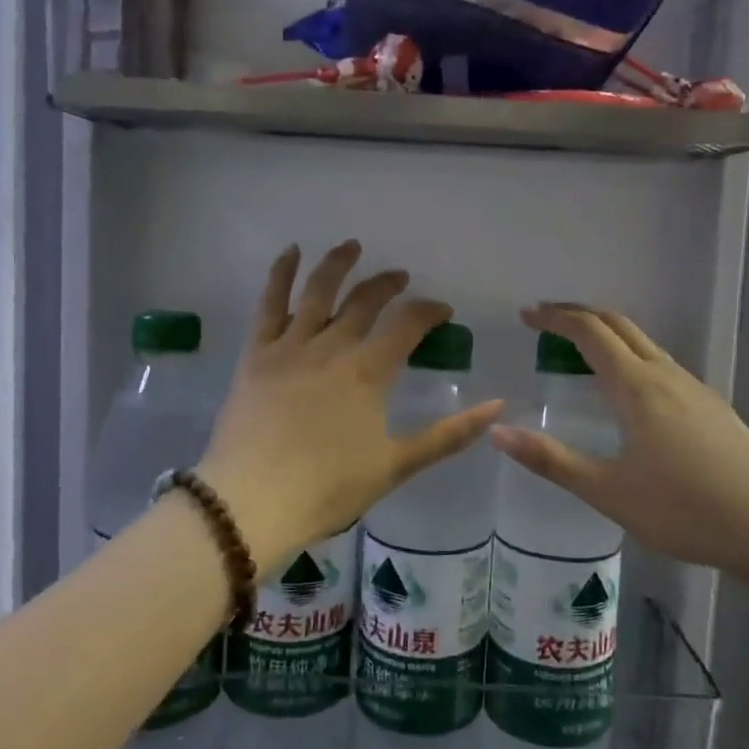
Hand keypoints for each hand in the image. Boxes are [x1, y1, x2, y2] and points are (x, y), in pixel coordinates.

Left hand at [199, 242, 502, 567]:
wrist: (251, 502)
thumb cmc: (328, 488)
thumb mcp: (396, 465)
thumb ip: (448, 435)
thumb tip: (497, 406)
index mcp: (368, 372)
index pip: (408, 324)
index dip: (429, 310)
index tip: (442, 310)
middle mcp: (332, 347)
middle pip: (365, 300)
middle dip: (387, 284)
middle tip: (400, 277)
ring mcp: (290, 346)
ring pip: (317, 290)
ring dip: (337, 263)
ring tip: (352, 246)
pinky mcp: (256, 353)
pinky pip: (268, 303)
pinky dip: (280, 273)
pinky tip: (290, 252)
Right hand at [490, 304, 748, 577]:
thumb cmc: (684, 510)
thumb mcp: (608, 491)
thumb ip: (551, 460)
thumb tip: (499, 432)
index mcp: (637, 387)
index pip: (590, 331)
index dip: (555, 318)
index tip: (527, 315)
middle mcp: (666, 375)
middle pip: (619, 324)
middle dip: (579, 313)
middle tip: (545, 319)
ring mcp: (695, 388)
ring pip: (644, 343)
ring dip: (607, 334)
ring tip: (579, 351)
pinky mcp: (712, 406)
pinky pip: (662, 364)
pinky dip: (631, 356)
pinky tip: (628, 391)